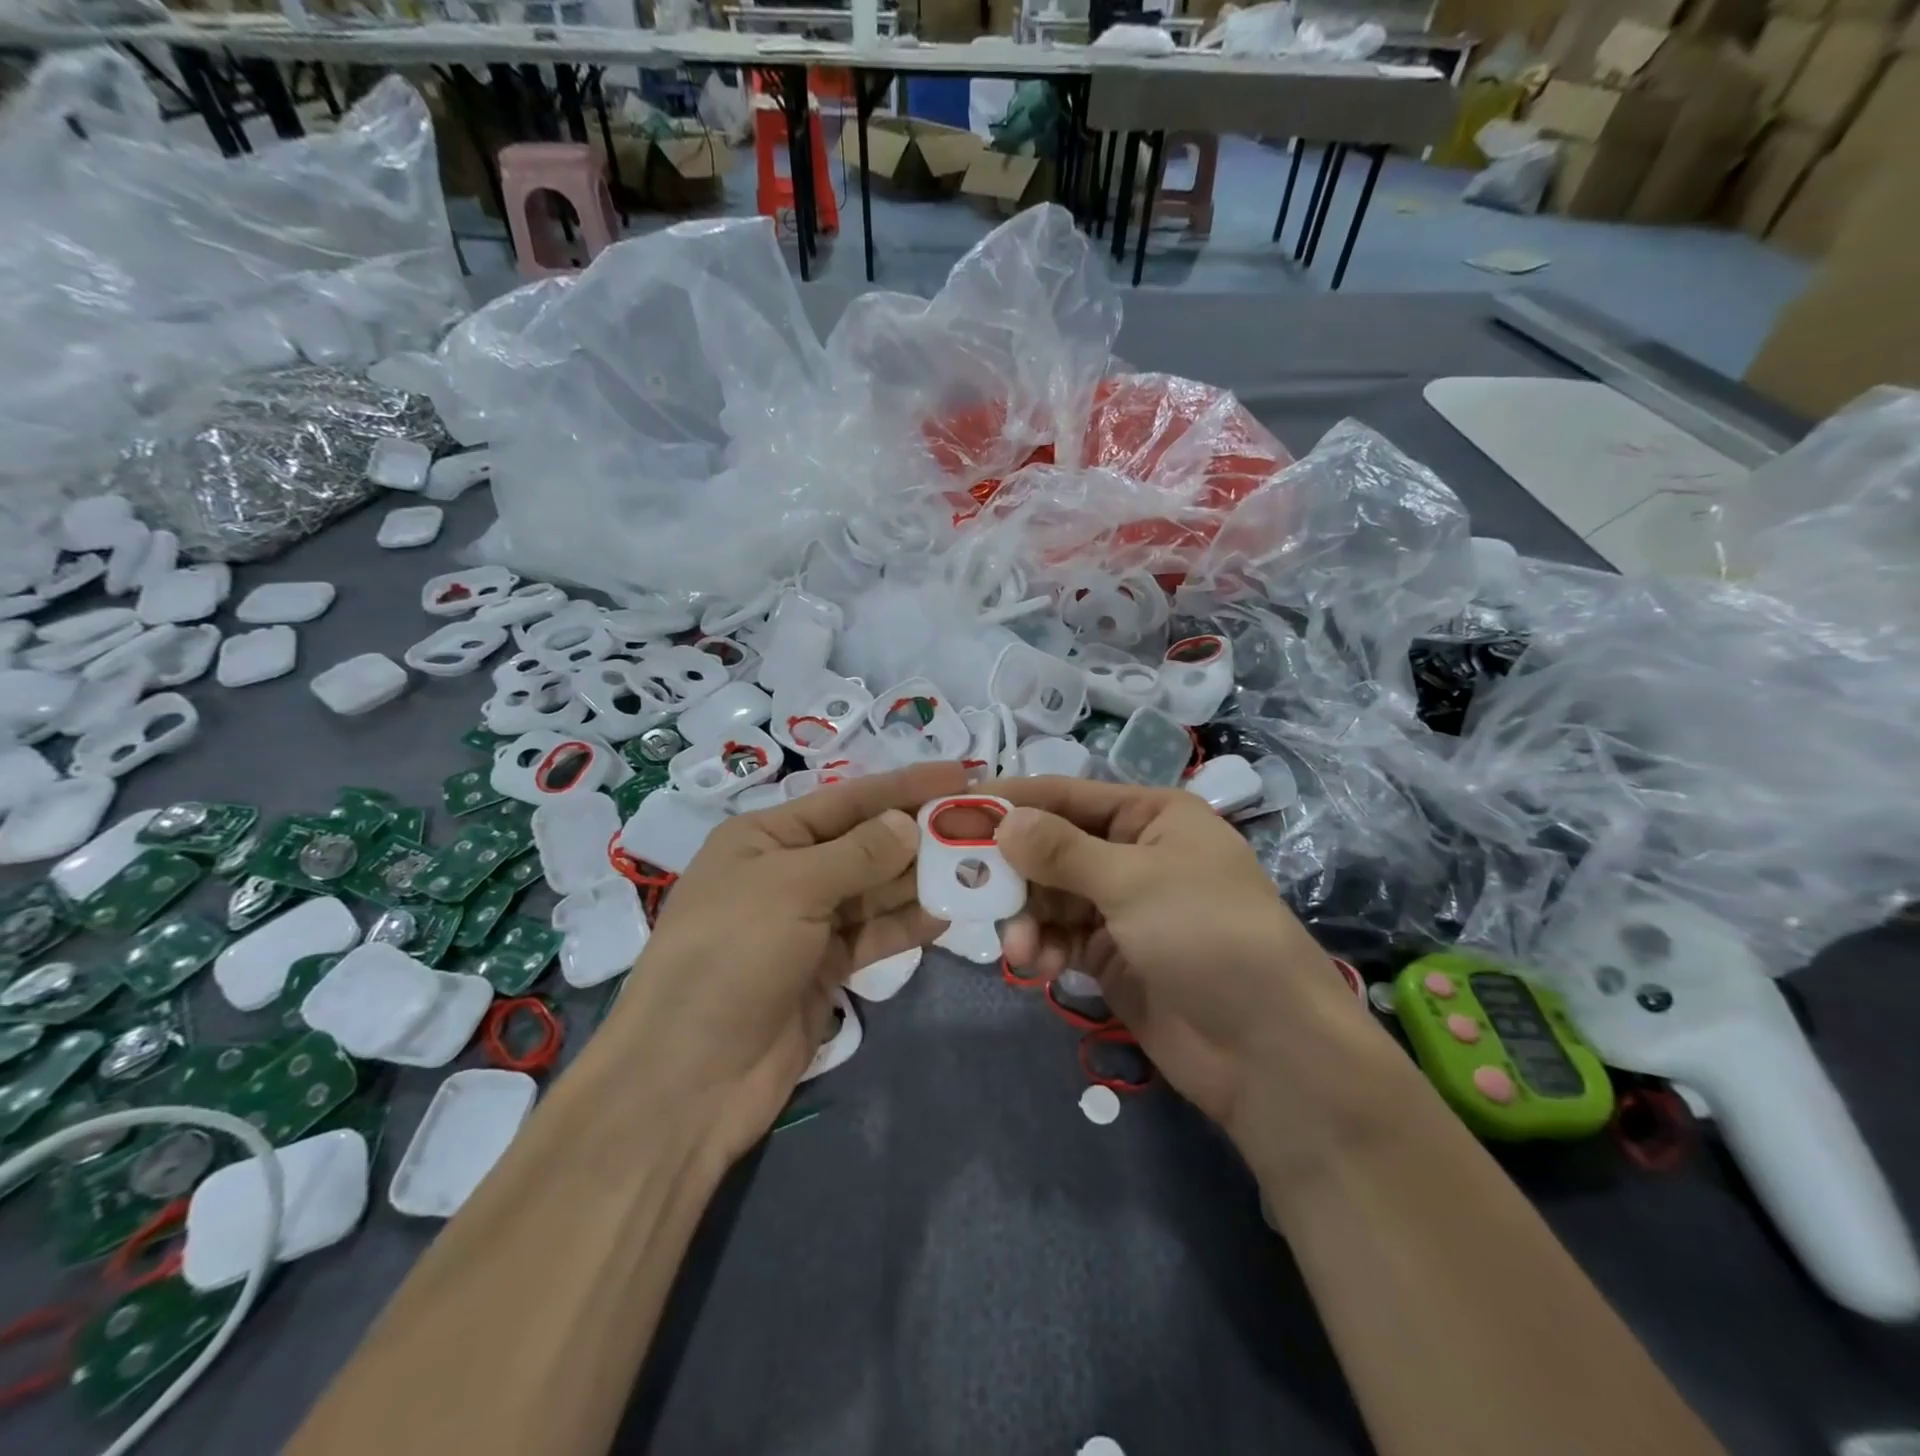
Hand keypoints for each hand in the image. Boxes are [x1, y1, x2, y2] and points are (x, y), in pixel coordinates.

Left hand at [609, 762, 967, 1165]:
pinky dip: (907, 923)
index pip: (848, 800)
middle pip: (865, 842)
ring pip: (875, 889)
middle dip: (918, 832)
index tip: (960, 774)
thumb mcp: (792, 889)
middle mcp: (788, 872)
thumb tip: (910, 824)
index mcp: (765, 837)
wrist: (689, 1079)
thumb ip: (858, 854)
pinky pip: (874, 933)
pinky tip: (948, 913)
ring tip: (977, 865)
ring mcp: (807, 923)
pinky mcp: (824, 967)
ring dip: (921, 878)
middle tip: (982, 824)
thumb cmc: (730, 958)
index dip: (904, 785)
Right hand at [993, 776, 1397, 1174]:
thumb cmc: (1208, 936)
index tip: (956, 810)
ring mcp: (1123, 909)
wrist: (1270, 1051)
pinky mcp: (1113, 958)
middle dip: (1014, 869)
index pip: (1068, 796)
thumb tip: (1002, 821)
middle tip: (963, 883)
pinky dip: (1041, 947)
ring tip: (1015, 946)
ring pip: (1051, 897)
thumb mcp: (1134, 881)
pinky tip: (1032, 966)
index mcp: (1153, 817)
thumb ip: (1062, 851)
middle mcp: (1135, 855)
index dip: (1013, 801)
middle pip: (1054, 848)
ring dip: (1026, 916)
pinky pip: (1061, 939)